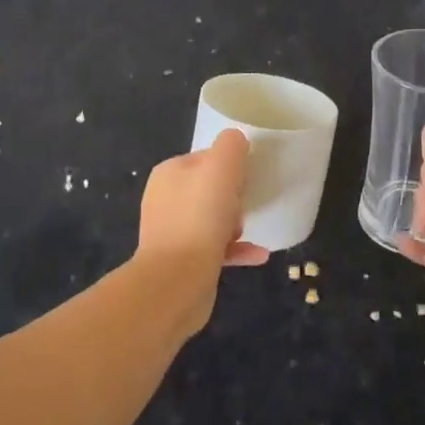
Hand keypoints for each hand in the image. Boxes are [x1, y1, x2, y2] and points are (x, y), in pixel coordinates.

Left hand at [133, 129, 266, 335]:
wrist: (176, 281)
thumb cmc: (200, 217)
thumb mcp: (222, 166)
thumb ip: (232, 145)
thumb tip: (237, 142)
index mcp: (169, 173)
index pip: (207, 158)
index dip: (231, 166)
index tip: (245, 179)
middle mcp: (165, 199)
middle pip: (210, 188)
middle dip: (233, 197)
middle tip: (244, 206)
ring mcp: (172, 232)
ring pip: (212, 219)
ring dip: (235, 223)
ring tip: (246, 230)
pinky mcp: (182, 262)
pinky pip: (216, 248)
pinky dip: (237, 249)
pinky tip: (259, 254)